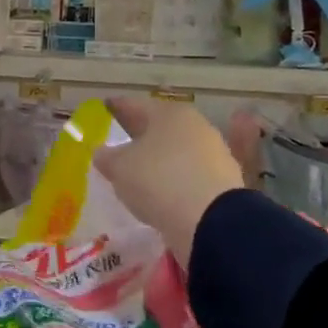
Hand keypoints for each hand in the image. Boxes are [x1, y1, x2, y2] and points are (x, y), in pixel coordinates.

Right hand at [94, 98, 260, 265]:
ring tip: (140, 173)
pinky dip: (176, 180)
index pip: (135, 105)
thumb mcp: (119, 168)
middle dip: (140, 134)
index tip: (105, 109)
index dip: (116, 108)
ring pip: (177, 151)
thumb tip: (103, 153)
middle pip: (160, 127)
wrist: (213, 223)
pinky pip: (190, 176)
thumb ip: (107, 157)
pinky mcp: (225, 183)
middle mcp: (196, 126)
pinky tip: (163, 193)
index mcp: (169, 113)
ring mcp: (214, 154)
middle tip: (120, 143)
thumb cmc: (159, 180)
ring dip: (160, 159)